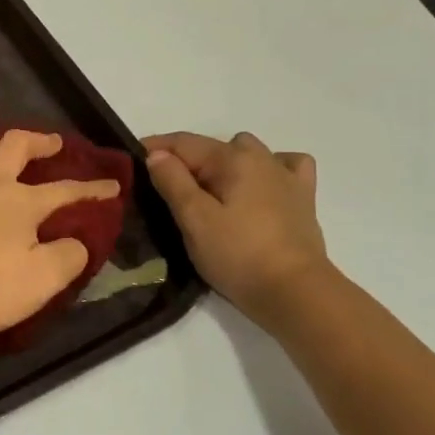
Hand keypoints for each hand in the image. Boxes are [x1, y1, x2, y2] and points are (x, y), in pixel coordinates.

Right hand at [143, 132, 332, 329]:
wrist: (294, 291)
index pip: (184, 143)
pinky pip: (285, 165)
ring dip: (225, 163)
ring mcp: (286, 176)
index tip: (131, 159)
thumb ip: (173, 182)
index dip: (155, 147)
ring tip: (211, 192)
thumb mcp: (194, 220)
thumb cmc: (238, 255)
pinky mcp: (303, 198)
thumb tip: (157, 154)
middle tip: (167, 190)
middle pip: (214, 146)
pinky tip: (260, 185)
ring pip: (248, 152)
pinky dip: (268, 168)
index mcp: (232, 159)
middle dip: (188, 159)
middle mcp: (261, 157)